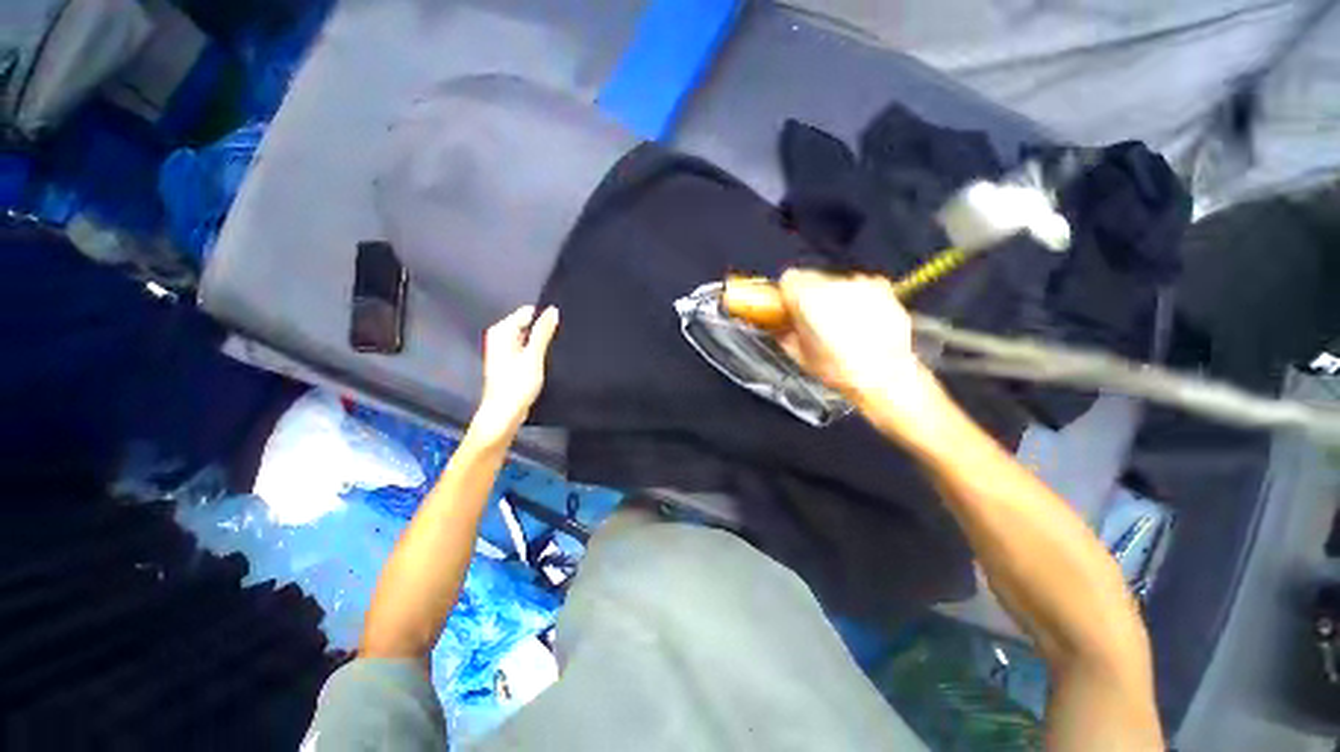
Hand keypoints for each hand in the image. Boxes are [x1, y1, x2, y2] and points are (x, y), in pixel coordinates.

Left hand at [471, 305, 558, 441]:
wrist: (504, 415)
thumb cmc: (517, 385)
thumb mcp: (533, 356)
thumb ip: (543, 332)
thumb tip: (553, 310)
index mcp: (501, 331)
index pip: (527, 312)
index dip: (545, 317)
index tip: (561, 327)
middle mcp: (501, 338)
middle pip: (528, 324)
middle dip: (544, 330)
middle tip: (561, 341)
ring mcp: (505, 351)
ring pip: (529, 338)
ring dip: (542, 343)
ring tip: (557, 351)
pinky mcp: (511, 363)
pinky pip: (527, 350)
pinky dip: (537, 353)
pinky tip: (548, 361)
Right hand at [776, 270, 944, 428]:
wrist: (884, 374)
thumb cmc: (835, 368)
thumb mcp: (799, 355)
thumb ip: (784, 334)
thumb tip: (778, 326)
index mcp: (807, 298)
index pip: (789, 279)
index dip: (789, 295)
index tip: (792, 310)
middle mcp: (832, 283)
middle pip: (813, 278)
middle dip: (811, 295)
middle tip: (817, 319)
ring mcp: (859, 283)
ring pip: (837, 281)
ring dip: (835, 296)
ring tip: (844, 321)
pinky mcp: (881, 286)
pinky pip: (861, 286)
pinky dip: (858, 297)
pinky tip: (864, 318)